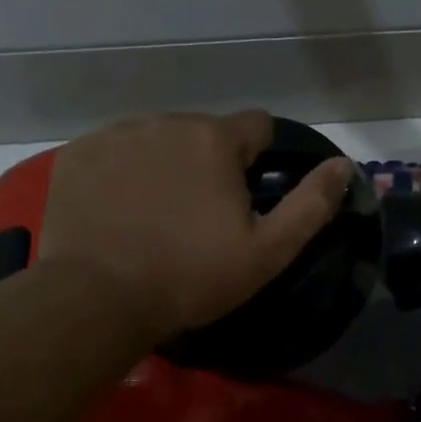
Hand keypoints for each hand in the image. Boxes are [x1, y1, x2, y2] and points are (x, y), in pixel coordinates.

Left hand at [36, 110, 353, 345]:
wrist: (97, 299)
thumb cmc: (191, 276)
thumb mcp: (267, 251)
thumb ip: (311, 205)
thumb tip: (344, 166)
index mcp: (215, 140)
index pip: (256, 125)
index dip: (259, 159)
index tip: (246, 197)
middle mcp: (165, 122)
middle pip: (203, 133)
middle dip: (208, 163)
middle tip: (198, 217)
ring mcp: (115, 136)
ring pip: (156, 140)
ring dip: (164, 165)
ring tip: (154, 216)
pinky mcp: (76, 156)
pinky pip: (113, 153)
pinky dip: (121, 173)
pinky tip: (117, 213)